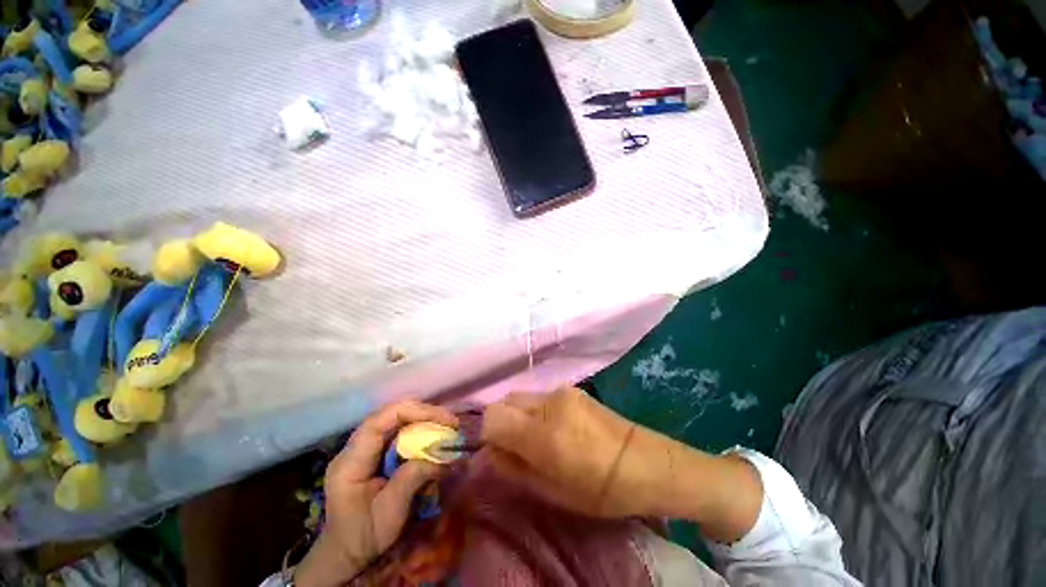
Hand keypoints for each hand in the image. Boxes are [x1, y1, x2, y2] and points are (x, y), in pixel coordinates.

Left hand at [295, 400, 457, 586]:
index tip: (442, 418)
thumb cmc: (364, 536)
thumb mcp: (390, 513)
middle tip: (450, 422)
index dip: (413, 412)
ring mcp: (364, 447)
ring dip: (424, 420)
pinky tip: (433, 437)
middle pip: (391, 414)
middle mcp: (355, 447)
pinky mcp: (374, 451)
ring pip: (397, 419)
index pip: (380, 420)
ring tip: (447, 427)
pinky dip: (420, 430)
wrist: (346, 553)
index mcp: (351, 461)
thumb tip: (444, 454)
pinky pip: (399, 431)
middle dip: (424, 413)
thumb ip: (413, 478)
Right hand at [481, 386, 761, 540]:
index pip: (493, 416)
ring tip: (535, 439)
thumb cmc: (602, 489)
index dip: (486, 434)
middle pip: (505, 401)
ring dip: (518, 415)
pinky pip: (540, 396)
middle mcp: (549, 402)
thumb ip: (514, 469)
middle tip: (512, 447)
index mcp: (544, 432)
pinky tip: (553, 428)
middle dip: (500, 422)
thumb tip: (490, 453)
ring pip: (522, 396)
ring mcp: (562, 391)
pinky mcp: (573, 389)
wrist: (648, 463)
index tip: (494, 451)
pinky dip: (534, 410)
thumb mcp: (553, 492)